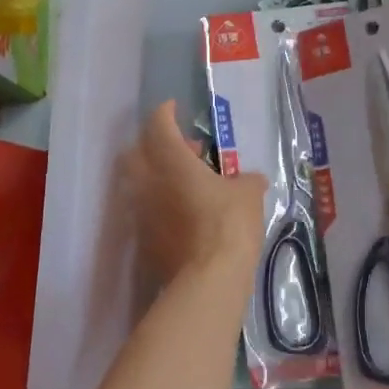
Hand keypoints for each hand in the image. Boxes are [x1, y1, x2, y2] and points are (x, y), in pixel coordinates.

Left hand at [116, 101, 266, 288]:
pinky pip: (143, 211)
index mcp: (171, 160)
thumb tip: (252, 179)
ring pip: (136, 183)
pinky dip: (156, 204)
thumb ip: (247, 181)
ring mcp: (140, 213)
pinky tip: (180, 213)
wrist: (208, 281)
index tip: (174, 108)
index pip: (158, 125)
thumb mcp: (248, 195)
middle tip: (182, 150)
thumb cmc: (228, 224)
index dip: (165, 113)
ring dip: (154, 176)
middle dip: (153, 144)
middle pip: (136, 152)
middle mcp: (147, 181)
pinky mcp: (141, 241)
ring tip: (182, 183)